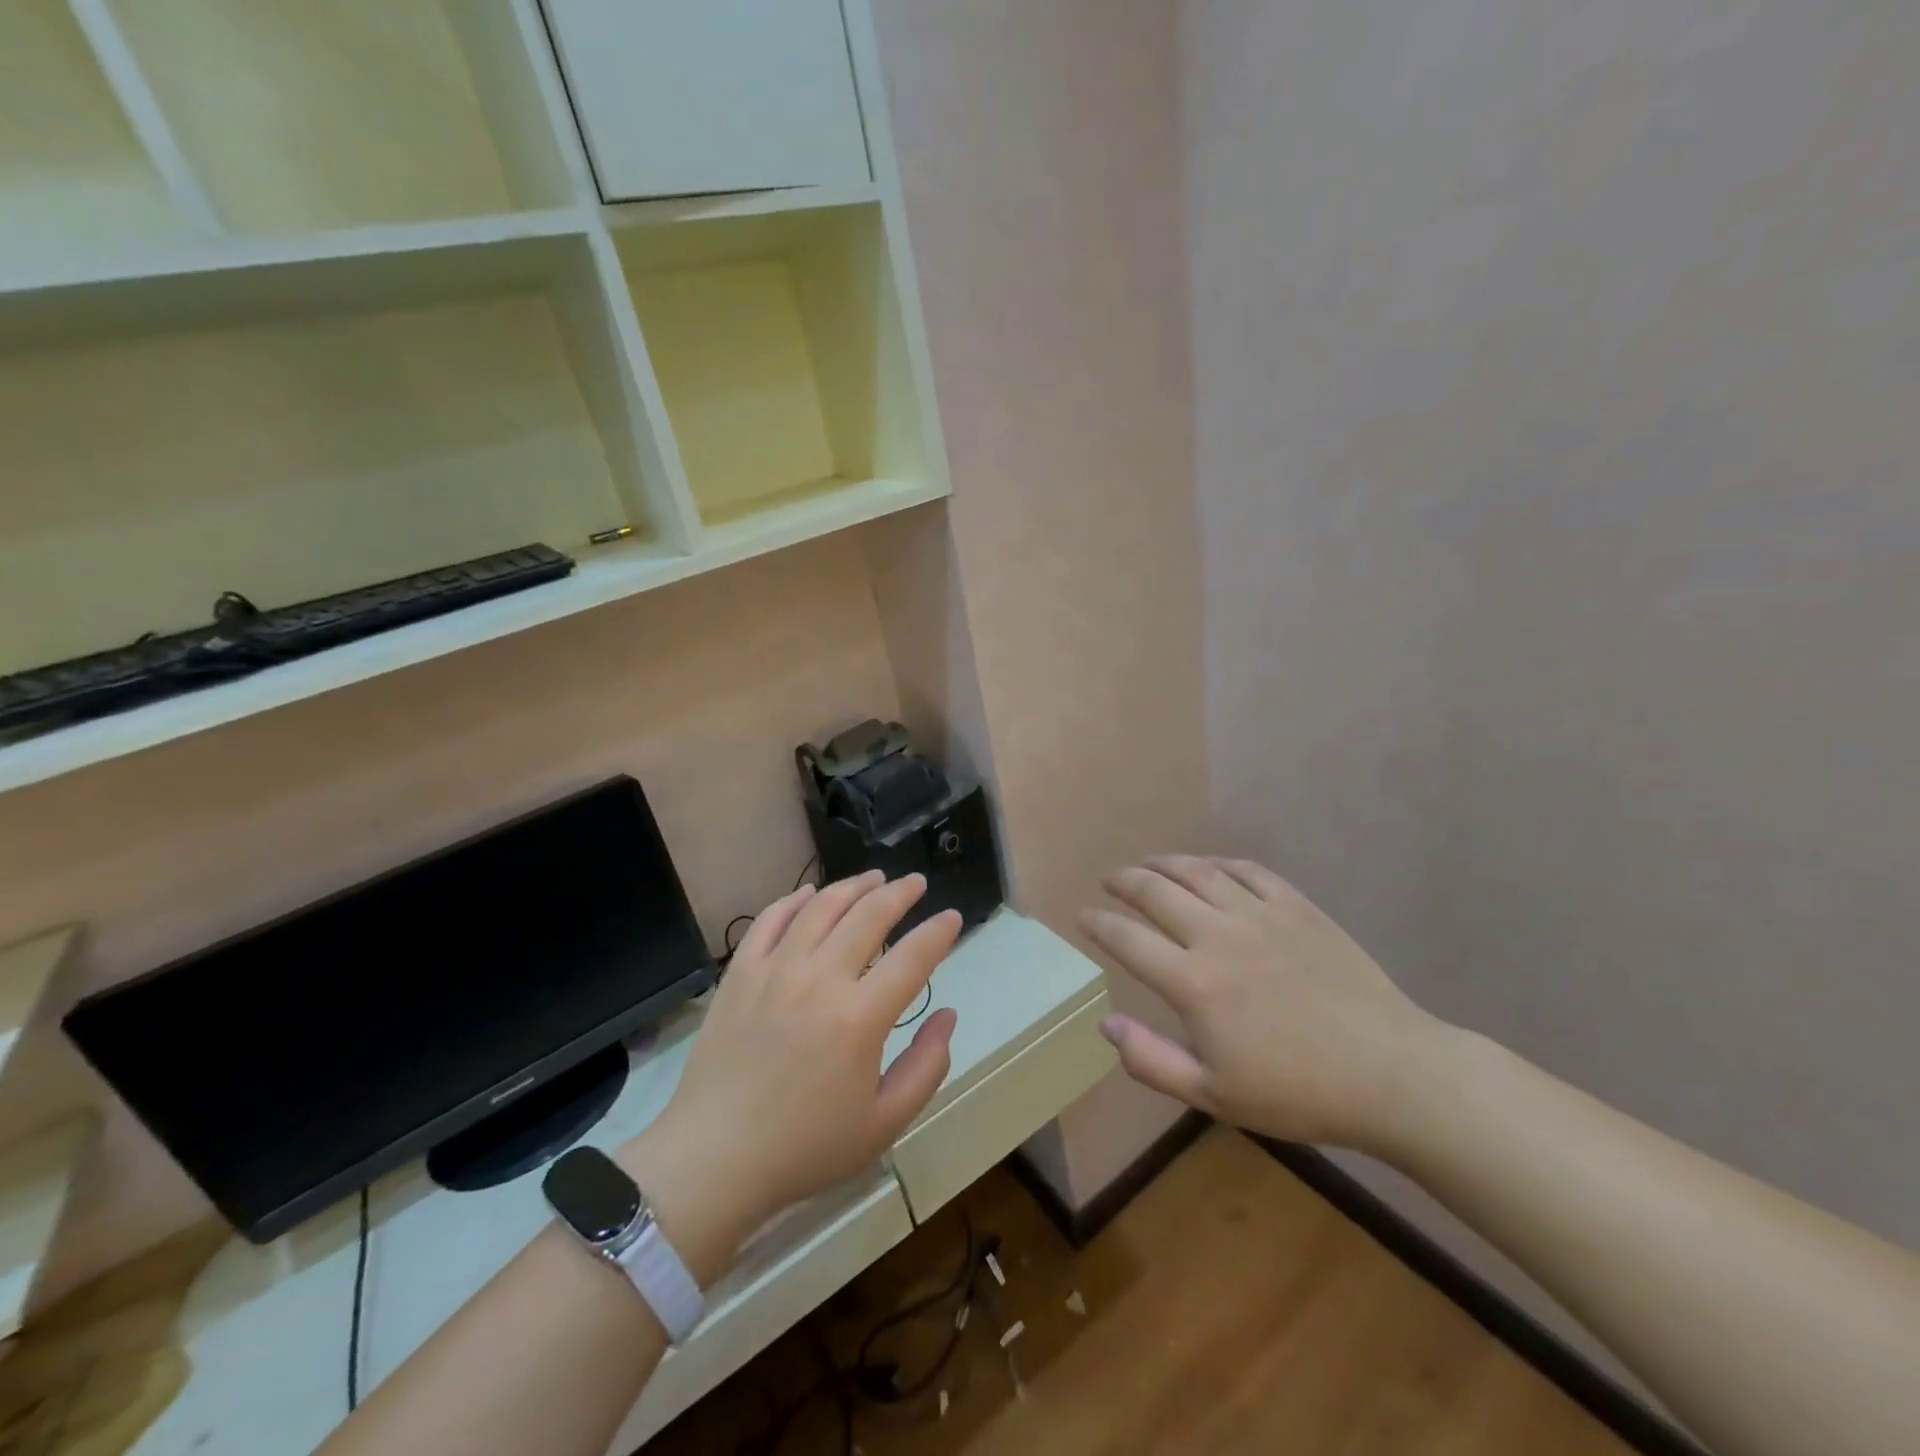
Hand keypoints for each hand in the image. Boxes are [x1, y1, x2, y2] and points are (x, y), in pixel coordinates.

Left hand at [624, 872, 959, 1271]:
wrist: (715, 1158)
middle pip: (869, 915)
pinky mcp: (740, 973)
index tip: (952, 918)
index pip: (913, 957)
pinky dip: (794, 900)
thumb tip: (948, 1015)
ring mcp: (775, 970)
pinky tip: (809, 894)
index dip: (939, 932)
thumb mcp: (884, 1123)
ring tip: (873, 879)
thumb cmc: (806, 1147)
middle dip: (900, 893)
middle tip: (916, 883)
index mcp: (859, 1018)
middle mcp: (819, 979)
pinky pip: (770, 920)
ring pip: (821, 907)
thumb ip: (926, 1066)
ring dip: (853, 886)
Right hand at [1082, 854, 1446, 1153]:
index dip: (1098, 924)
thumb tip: (1106, 1025)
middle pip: (1155, 891)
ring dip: (1164, 863)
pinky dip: (1219, 863)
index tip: (1083, 916)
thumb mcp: (1214, 1096)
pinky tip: (1210, 867)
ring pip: (1198, 872)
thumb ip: (1151, 1061)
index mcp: (1193, 983)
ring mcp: (1260, 915)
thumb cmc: (1297, 1092)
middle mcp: (1218, 935)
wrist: (1390, 1073)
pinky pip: (1247, 870)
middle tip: (1110, 881)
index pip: (1127, 940)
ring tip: (1148, 864)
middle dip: (1124, 881)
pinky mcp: (1297, 907)